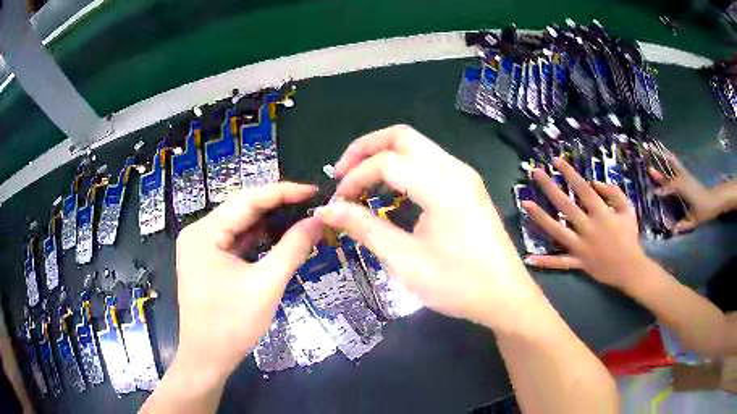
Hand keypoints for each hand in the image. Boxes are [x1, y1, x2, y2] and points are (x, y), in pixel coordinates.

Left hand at [173, 183, 322, 380]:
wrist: (207, 358)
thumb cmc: (231, 324)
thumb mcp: (266, 285)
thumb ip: (292, 249)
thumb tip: (318, 221)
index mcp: (204, 232)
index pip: (247, 200)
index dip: (283, 192)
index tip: (314, 190)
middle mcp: (199, 232)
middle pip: (242, 210)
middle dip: (277, 206)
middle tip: (311, 205)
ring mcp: (201, 247)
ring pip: (240, 225)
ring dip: (269, 223)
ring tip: (301, 217)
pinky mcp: (207, 260)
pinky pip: (236, 241)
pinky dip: (258, 239)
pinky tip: (280, 237)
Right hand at [315, 125, 538, 330]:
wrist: (505, 297)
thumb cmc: (458, 284)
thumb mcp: (406, 261)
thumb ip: (365, 228)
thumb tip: (328, 210)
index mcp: (443, 186)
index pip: (387, 162)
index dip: (354, 177)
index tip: (337, 202)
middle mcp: (455, 170)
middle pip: (401, 137)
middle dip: (365, 149)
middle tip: (341, 174)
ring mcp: (464, 176)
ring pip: (416, 146)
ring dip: (383, 156)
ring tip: (360, 183)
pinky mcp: (467, 186)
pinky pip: (428, 163)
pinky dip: (401, 168)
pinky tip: (390, 192)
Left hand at [522, 158, 646, 291]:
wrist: (630, 268)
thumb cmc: (629, 236)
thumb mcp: (627, 209)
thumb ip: (613, 192)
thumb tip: (593, 183)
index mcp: (600, 213)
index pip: (582, 189)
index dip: (569, 173)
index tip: (555, 161)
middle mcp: (587, 228)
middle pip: (565, 205)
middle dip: (549, 187)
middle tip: (535, 173)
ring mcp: (581, 247)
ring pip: (557, 231)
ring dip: (540, 217)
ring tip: (525, 204)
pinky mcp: (578, 263)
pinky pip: (560, 263)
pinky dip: (546, 262)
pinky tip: (529, 259)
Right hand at [649, 153, 728, 232]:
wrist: (713, 201)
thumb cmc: (704, 211)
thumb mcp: (694, 221)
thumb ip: (683, 225)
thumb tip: (672, 230)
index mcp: (684, 188)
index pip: (670, 187)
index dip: (662, 190)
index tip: (654, 193)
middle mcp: (683, 178)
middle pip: (670, 164)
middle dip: (659, 157)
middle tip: (648, 148)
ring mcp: (685, 175)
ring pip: (673, 161)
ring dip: (663, 155)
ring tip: (653, 147)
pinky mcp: (686, 175)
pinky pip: (676, 164)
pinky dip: (669, 158)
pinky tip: (664, 155)